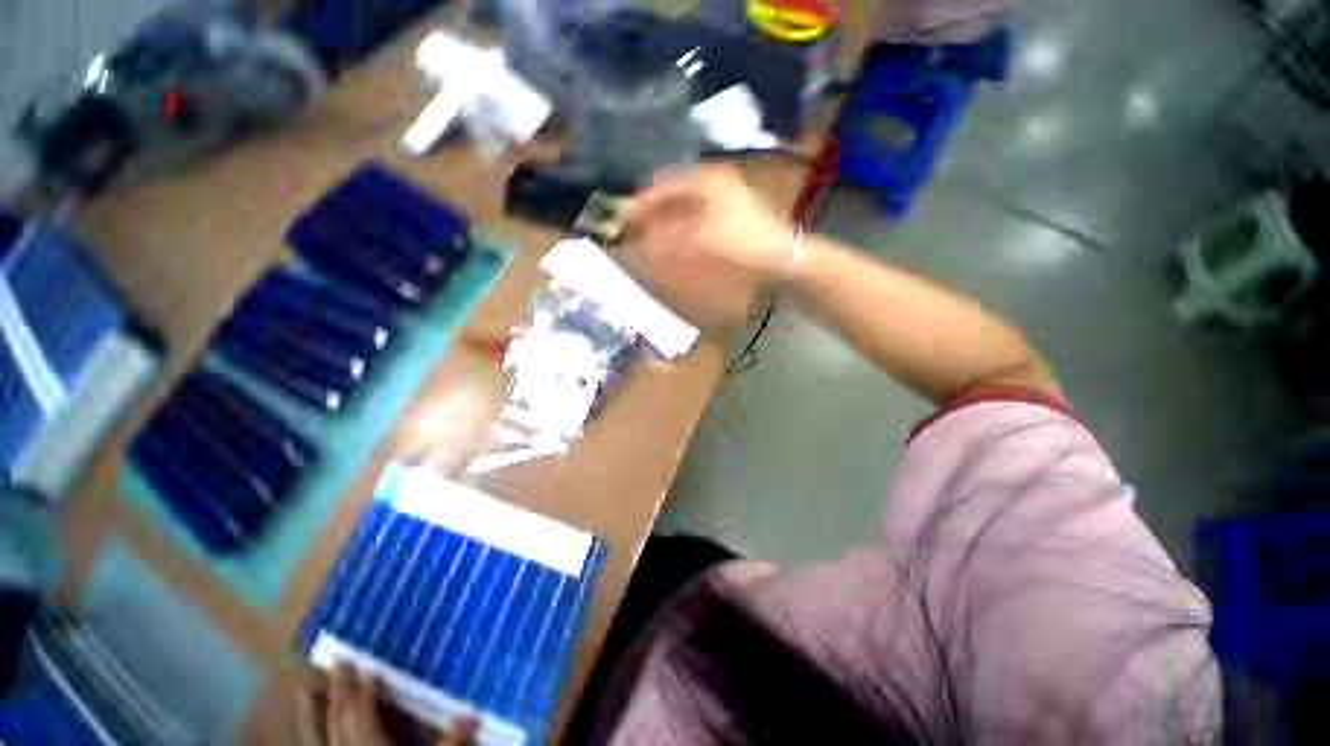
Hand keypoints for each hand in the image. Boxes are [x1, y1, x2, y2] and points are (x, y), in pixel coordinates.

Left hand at [300, 664, 476, 745]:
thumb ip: (451, 744)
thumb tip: (470, 713)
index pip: (362, 714)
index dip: (362, 690)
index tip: (363, 665)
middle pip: (338, 720)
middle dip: (336, 691)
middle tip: (332, 662)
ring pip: (321, 737)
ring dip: (313, 712)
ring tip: (306, 687)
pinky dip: (317, 737)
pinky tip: (316, 731)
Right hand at [621, 166, 796, 327]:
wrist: (785, 258)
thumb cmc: (745, 244)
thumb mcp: (702, 242)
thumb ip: (667, 242)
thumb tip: (640, 246)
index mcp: (707, 180)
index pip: (664, 186)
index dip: (643, 204)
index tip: (625, 222)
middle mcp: (713, 183)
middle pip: (672, 196)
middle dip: (652, 215)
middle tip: (635, 234)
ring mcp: (723, 199)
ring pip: (683, 209)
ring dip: (665, 224)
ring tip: (650, 242)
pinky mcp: (728, 216)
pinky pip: (694, 221)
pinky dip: (680, 231)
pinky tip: (673, 245)